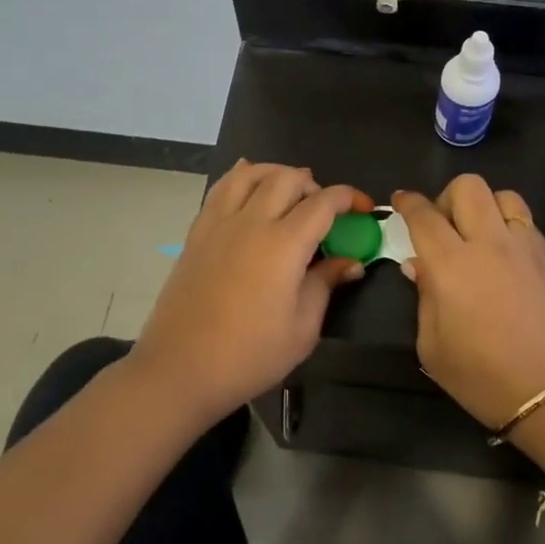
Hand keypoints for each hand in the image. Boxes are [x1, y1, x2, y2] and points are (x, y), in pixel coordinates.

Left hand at [134, 162, 372, 418]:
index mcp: (284, 244)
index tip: (364, 209)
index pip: (323, 202)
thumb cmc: (249, 355)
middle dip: (314, 185)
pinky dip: (242, 178)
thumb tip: (350, 262)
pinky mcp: (197, 233)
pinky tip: (250, 187)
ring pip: (251, 174)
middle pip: (288, 179)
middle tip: (325, 210)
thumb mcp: (302, 328)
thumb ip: (325, 284)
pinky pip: (221, 188)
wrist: (180, 369)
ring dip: (277, 174)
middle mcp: (251, 222)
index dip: (349, 198)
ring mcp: (219, 223)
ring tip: (290, 191)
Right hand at [393, 177, 544, 429]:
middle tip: (441, 226)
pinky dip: (508, 223)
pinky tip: (502, 252)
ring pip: (503, 195)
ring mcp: (524, 246)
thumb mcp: (433, 348)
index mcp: (451, 264)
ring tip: (477, 234)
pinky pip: (525, 220)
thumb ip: (424, 298)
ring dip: (483, 205)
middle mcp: (488, 243)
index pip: (424, 216)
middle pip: (468, 187)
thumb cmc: (484, 378)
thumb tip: (419, 266)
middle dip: (446, 197)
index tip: (399, 201)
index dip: (408, 203)